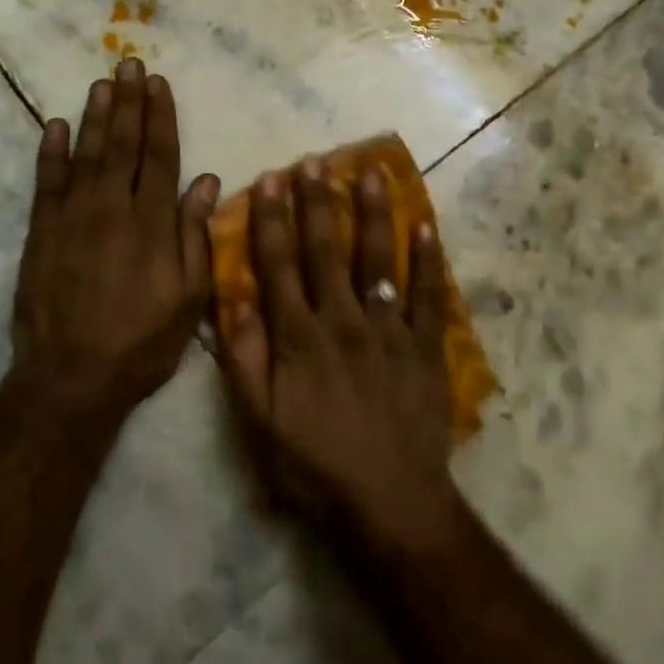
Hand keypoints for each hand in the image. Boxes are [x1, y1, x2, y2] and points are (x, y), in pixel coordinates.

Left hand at [10, 60, 219, 429]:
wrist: (71, 378)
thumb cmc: (141, 342)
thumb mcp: (188, 298)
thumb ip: (195, 236)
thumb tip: (205, 181)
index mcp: (153, 223)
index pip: (160, 156)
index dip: (161, 118)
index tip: (160, 84)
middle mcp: (113, 209)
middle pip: (123, 144)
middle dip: (129, 102)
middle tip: (129, 64)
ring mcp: (72, 218)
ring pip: (86, 154)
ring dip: (94, 116)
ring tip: (102, 83)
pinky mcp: (41, 233)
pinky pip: (46, 183)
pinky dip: (49, 152)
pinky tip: (54, 125)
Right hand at [218, 158, 459, 549]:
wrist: (391, 504)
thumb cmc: (316, 465)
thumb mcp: (260, 422)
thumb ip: (244, 358)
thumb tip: (234, 298)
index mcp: (299, 337)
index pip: (279, 265)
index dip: (272, 220)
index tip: (269, 179)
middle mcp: (343, 320)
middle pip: (326, 250)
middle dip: (317, 202)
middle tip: (313, 160)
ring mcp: (389, 330)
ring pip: (378, 259)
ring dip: (372, 213)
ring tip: (369, 171)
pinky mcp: (425, 347)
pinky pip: (427, 295)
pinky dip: (429, 260)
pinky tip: (425, 225)